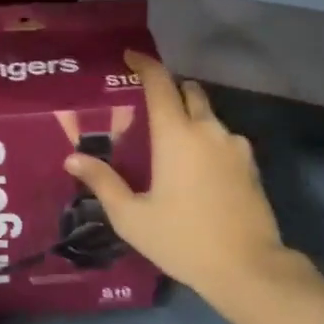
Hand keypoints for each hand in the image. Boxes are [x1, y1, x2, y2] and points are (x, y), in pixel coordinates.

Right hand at [64, 52, 315, 321]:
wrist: (248, 267)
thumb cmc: (183, 239)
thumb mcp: (133, 217)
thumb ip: (103, 183)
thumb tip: (73, 158)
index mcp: (176, 134)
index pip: (160, 82)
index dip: (145, 64)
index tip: (131, 56)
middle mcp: (208, 129)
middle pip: (189, 92)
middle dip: (170, 91)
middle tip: (149, 109)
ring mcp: (234, 145)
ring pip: (209, 116)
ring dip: (191, 118)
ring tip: (173, 146)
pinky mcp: (251, 164)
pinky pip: (225, 139)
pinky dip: (208, 141)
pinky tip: (198, 170)